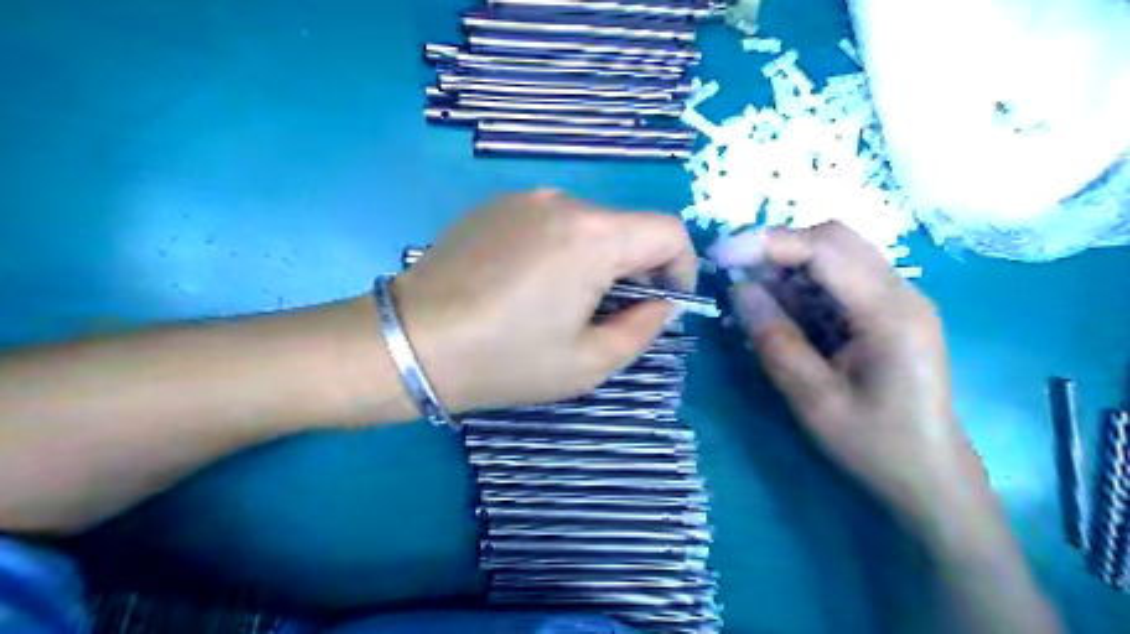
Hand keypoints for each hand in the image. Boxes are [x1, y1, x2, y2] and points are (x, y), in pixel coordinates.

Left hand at [390, 189, 698, 409]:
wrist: (410, 342)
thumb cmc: (504, 360)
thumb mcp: (587, 363)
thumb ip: (642, 329)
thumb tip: (661, 303)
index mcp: (592, 237)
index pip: (668, 231)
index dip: (681, 267)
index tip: (664, 303)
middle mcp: (563, 202)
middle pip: (627, 227)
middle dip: (636, 269)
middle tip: (612, 314)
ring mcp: (524, 198)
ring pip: (589, 224)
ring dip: (597, 259)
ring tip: (565, 303)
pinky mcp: (494, 205)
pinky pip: (550, 221)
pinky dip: (561, 248)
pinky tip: (529, 285)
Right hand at [715, 224, 980, 524]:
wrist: (930, 478)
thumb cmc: (875, 445)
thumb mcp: (814, 399)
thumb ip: (776, 340)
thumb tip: (740, 289)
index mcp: (890, 312)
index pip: (825, 249)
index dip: (768, 243)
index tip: (721, 254)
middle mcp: (901, 293)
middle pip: (835, 240)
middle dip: (778, 247)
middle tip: (733, 269)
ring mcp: (898, 301)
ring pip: (837, 255)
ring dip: (789, 264)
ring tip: (749, 290)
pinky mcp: (888, 313)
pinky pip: (840, 280)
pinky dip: (803, 284)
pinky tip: (780, 308)